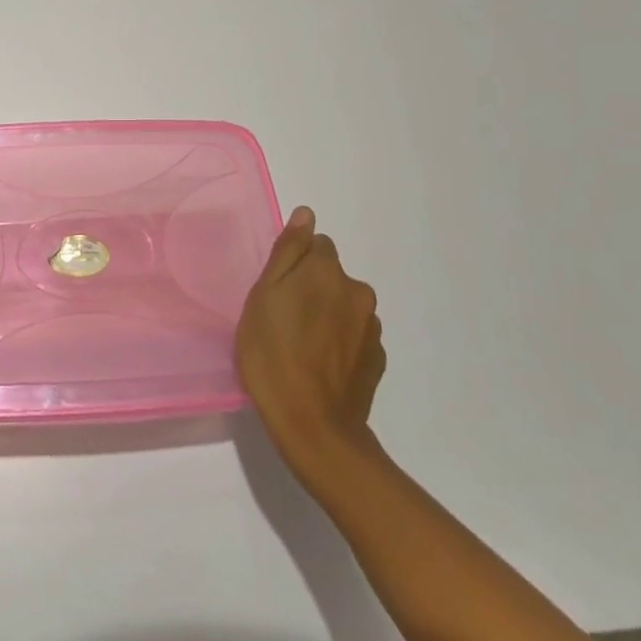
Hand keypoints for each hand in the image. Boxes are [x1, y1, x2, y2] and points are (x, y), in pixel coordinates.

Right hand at [236, 207, 385, 475]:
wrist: (312, 426)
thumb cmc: (272, 354)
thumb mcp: (263, 296)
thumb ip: (287, 251)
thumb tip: (306, 214)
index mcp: (327, 270)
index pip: (316, 245)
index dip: (294, 265)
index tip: (276, 292)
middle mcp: (357, 290)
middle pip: (331, 275)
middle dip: (312, 288)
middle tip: (283, 321)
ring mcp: (372, 327)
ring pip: (344, 306)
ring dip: (327, 315)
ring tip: (301, 348)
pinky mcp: (377, 359)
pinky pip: (354, 336)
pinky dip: (340, 343)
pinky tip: (320, 366)